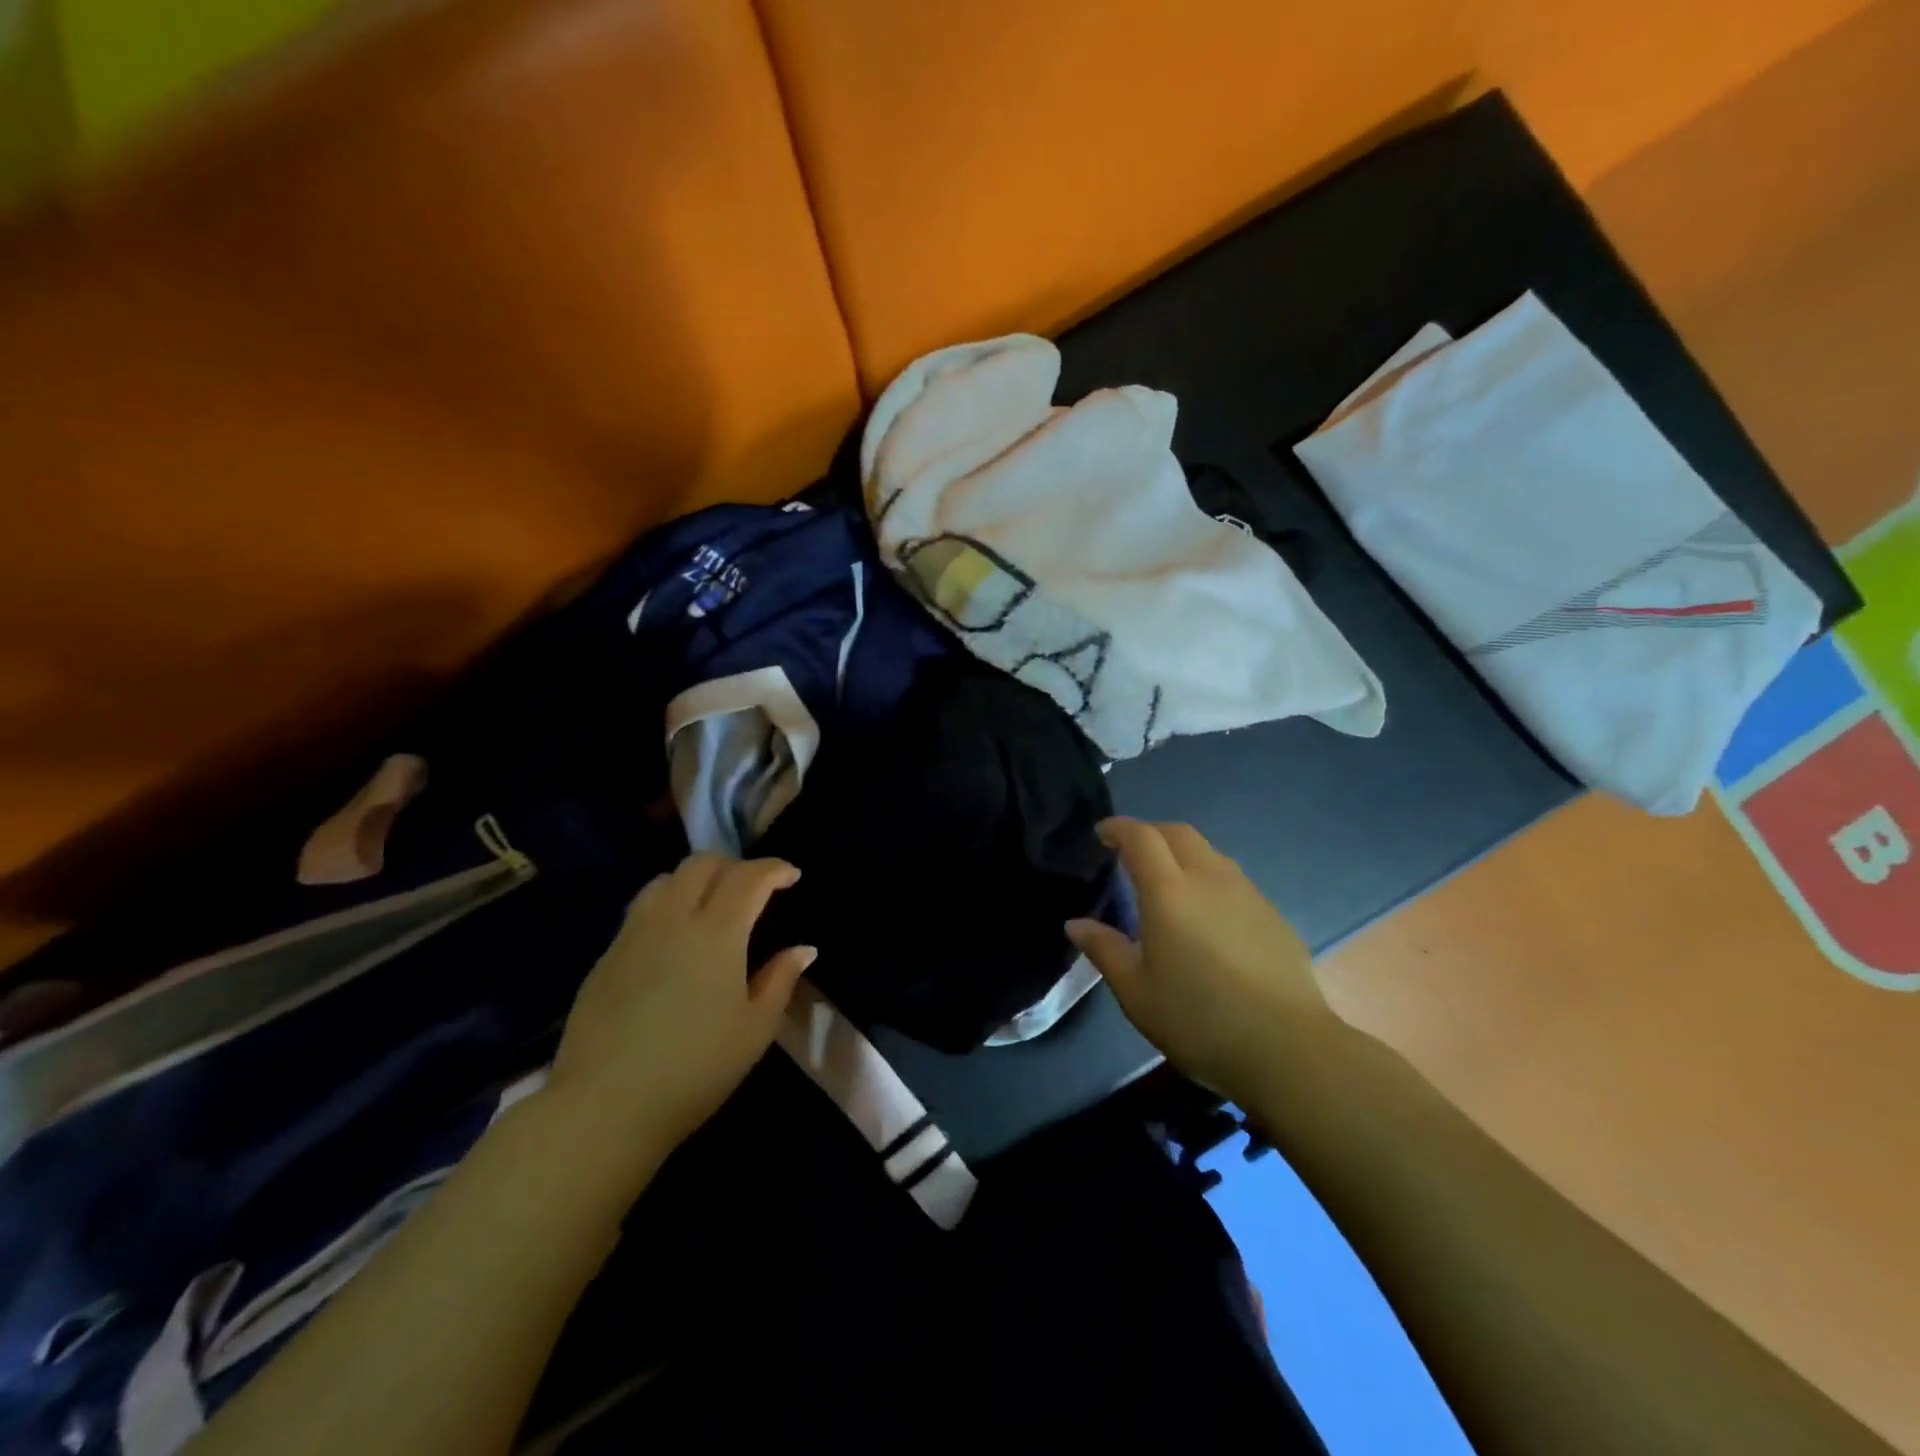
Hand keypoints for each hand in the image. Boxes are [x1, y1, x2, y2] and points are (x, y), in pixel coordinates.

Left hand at [546, 854, 814, 1153]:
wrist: (604, 1107)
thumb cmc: (694, 1070)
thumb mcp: (754, 1030)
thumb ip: (781, 980)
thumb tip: (802, 949)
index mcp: (716, 933)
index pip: (749, 878)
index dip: (774, 869)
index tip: (791, 875)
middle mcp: (673, 919)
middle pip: (703, 864)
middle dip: (734, 865)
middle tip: (753, 889)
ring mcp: (634, 934)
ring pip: (666, 880)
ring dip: (695, 880)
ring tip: (710, 906)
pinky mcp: (606, 956)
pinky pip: (641, 909)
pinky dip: (667, 905)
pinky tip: (674, 940)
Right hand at [1067, 818, 1333, 1102]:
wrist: (1287, 1048)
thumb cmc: (1198, 1020)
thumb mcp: (1136, 992)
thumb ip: (1105, 949)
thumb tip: (1075, 923)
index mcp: (1169, 892)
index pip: (1141, 837)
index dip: (1119, 828)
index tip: (1102, 834)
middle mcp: (1209, 879)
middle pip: (1179, 832)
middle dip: (1151, 832)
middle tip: (1131, 853)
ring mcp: (1248, 894)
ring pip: (1210, 853)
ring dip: (1183, 854)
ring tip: (1169, 883)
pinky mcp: (1273, 915)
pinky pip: (1234, 880)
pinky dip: (1210, 880)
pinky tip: (1208, 916)